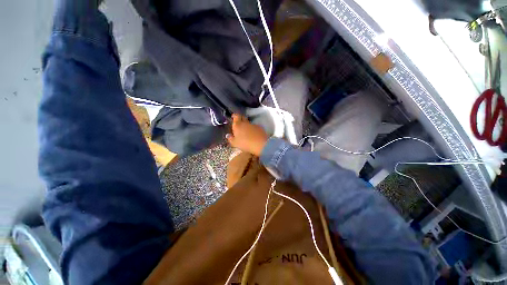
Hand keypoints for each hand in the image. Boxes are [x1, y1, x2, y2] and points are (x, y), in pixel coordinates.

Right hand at [227, 114, 268, 156]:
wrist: (260, 144)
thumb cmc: (245, 144)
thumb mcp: (235, 143)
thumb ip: (230, 139)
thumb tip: (228, 135)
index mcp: (237, 125)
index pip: (236, 116)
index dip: (235, 115)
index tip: (233, 116)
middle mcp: (245, 123)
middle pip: (242, 117)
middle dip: (240, 119)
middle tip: (239, 123)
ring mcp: (253, 124)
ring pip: (248, 122)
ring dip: (247, 125)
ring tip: (246, 131)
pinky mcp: (259, 127)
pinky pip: (254, 126)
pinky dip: (252, 129)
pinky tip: (253, 134)